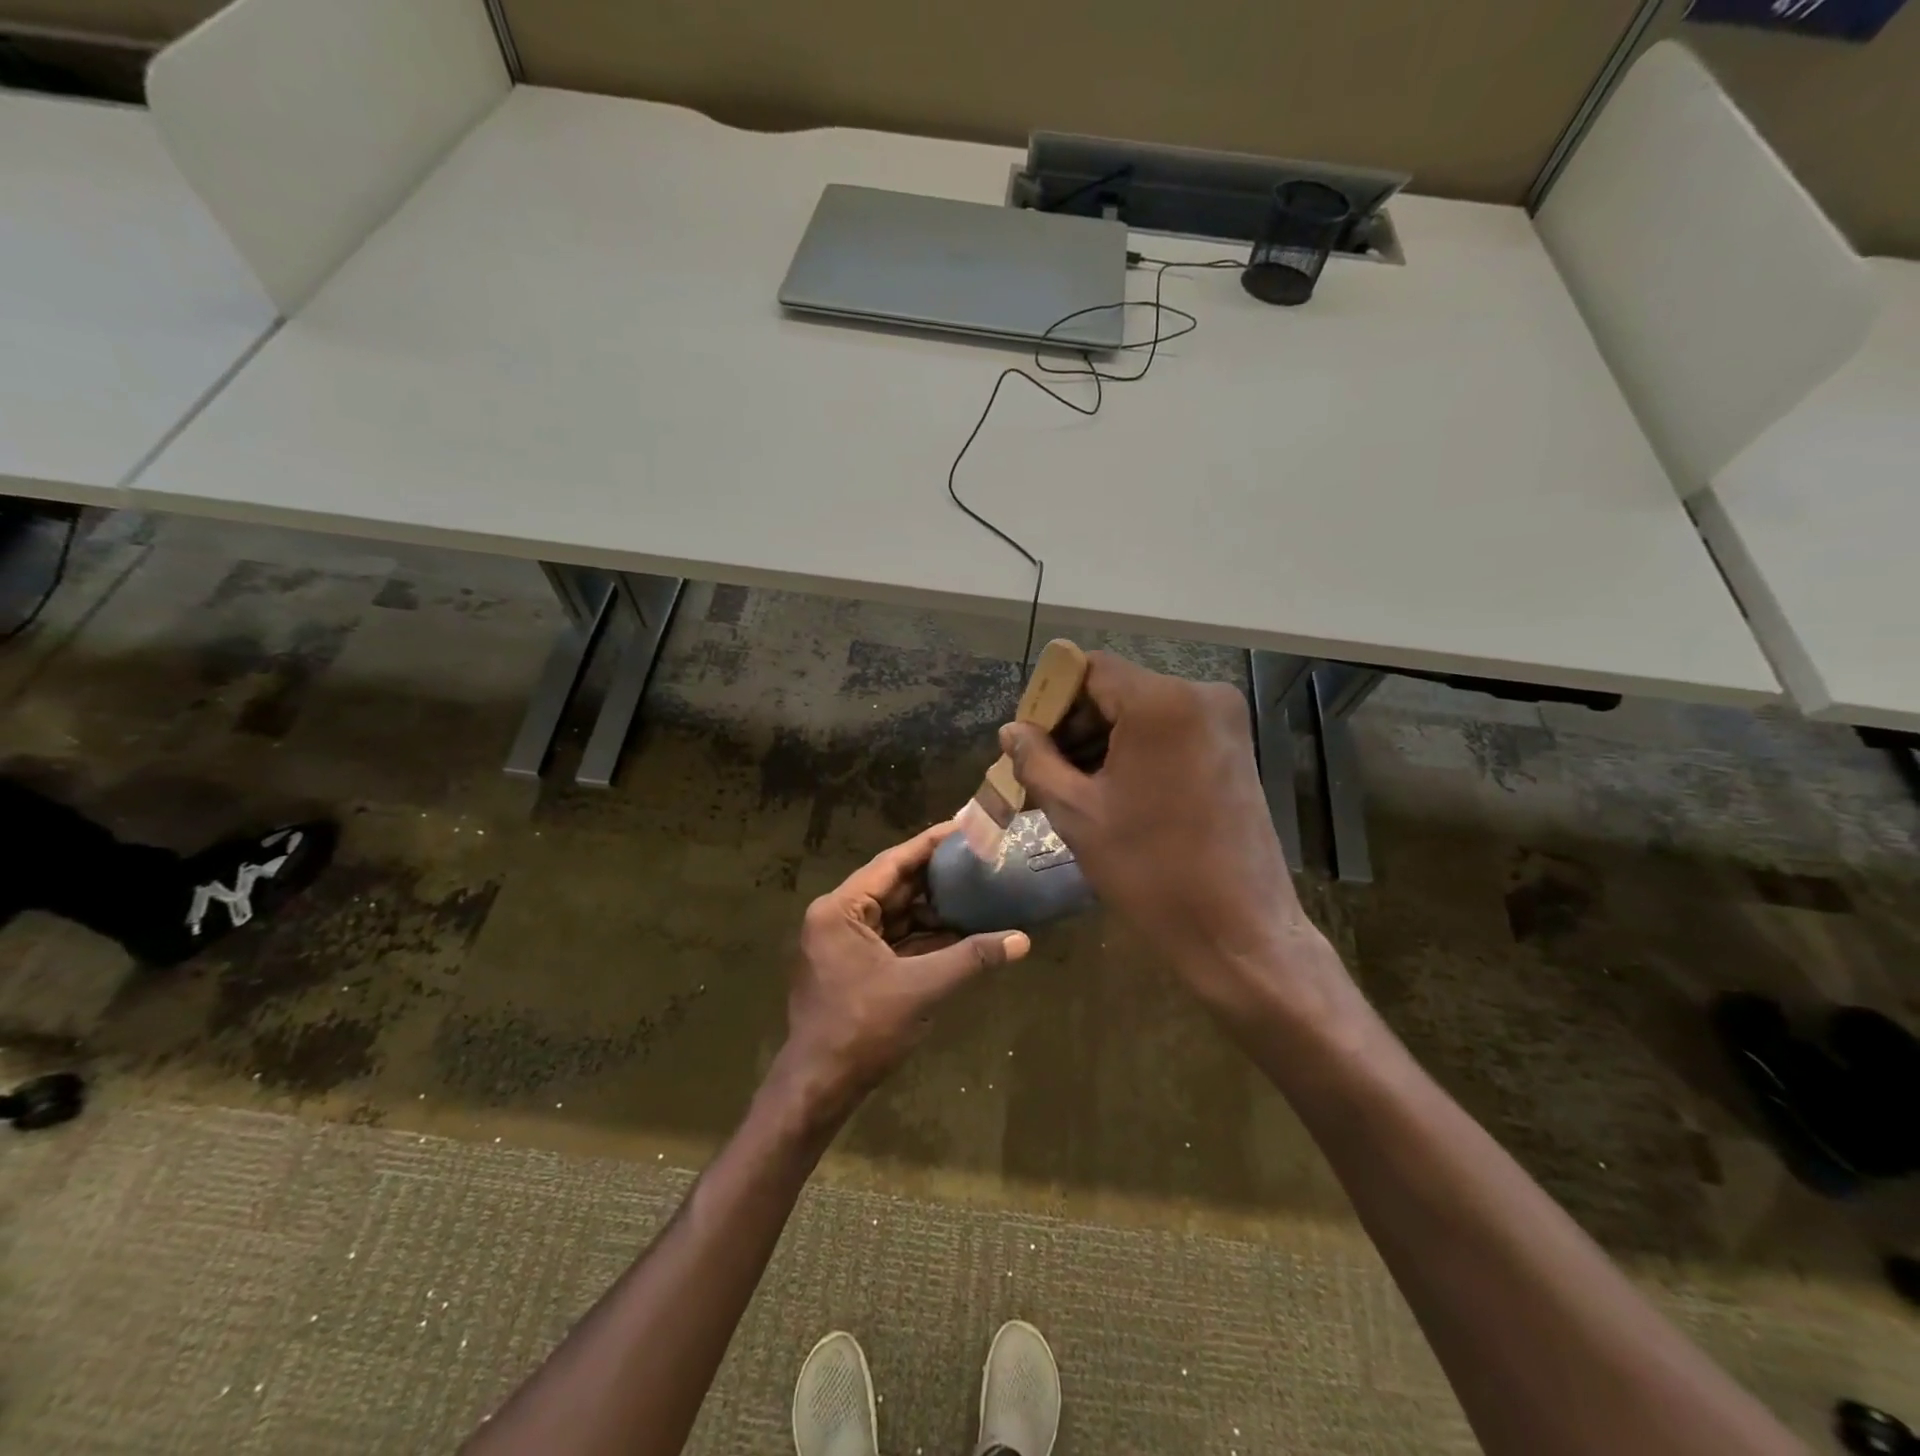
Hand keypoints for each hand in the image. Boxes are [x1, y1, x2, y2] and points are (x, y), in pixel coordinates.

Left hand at [777, 823, 1028, 1123]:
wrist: (819, 1086)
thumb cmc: (862, 1029)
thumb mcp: (921, 988)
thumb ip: (971, 958)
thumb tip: (1023, 940)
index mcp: (841, 910)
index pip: (892, 864)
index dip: (930, 844)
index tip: (964, 826)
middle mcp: (838, 917)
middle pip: (894, 886)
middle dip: (936, 875)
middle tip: (978, 856)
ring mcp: (844, 943)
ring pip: (896, 913)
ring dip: (933, 906)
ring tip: (977, 887)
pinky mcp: (854, 965)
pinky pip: (893, 938)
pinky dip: (923, 934)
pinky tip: (959, 927)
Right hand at [999, 653, 1337, 1022]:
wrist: (1239, 930)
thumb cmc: (1151, 871)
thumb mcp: (1077, 813)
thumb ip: (1036, 761)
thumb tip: (1012, 731)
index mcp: (1161, 702)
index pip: (1089, 669)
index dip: (1051, 700)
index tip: (1028, 741)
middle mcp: (1201, 695)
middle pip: (1117, 688)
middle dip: (1075, 724)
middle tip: (1043, 769)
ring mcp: (1224, 722)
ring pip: (1143, 711)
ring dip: (1104, 739)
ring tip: (1072, 786)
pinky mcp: (1234, 748)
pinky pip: (1170, 731)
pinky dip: (1136, 750)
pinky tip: (1113, 790)